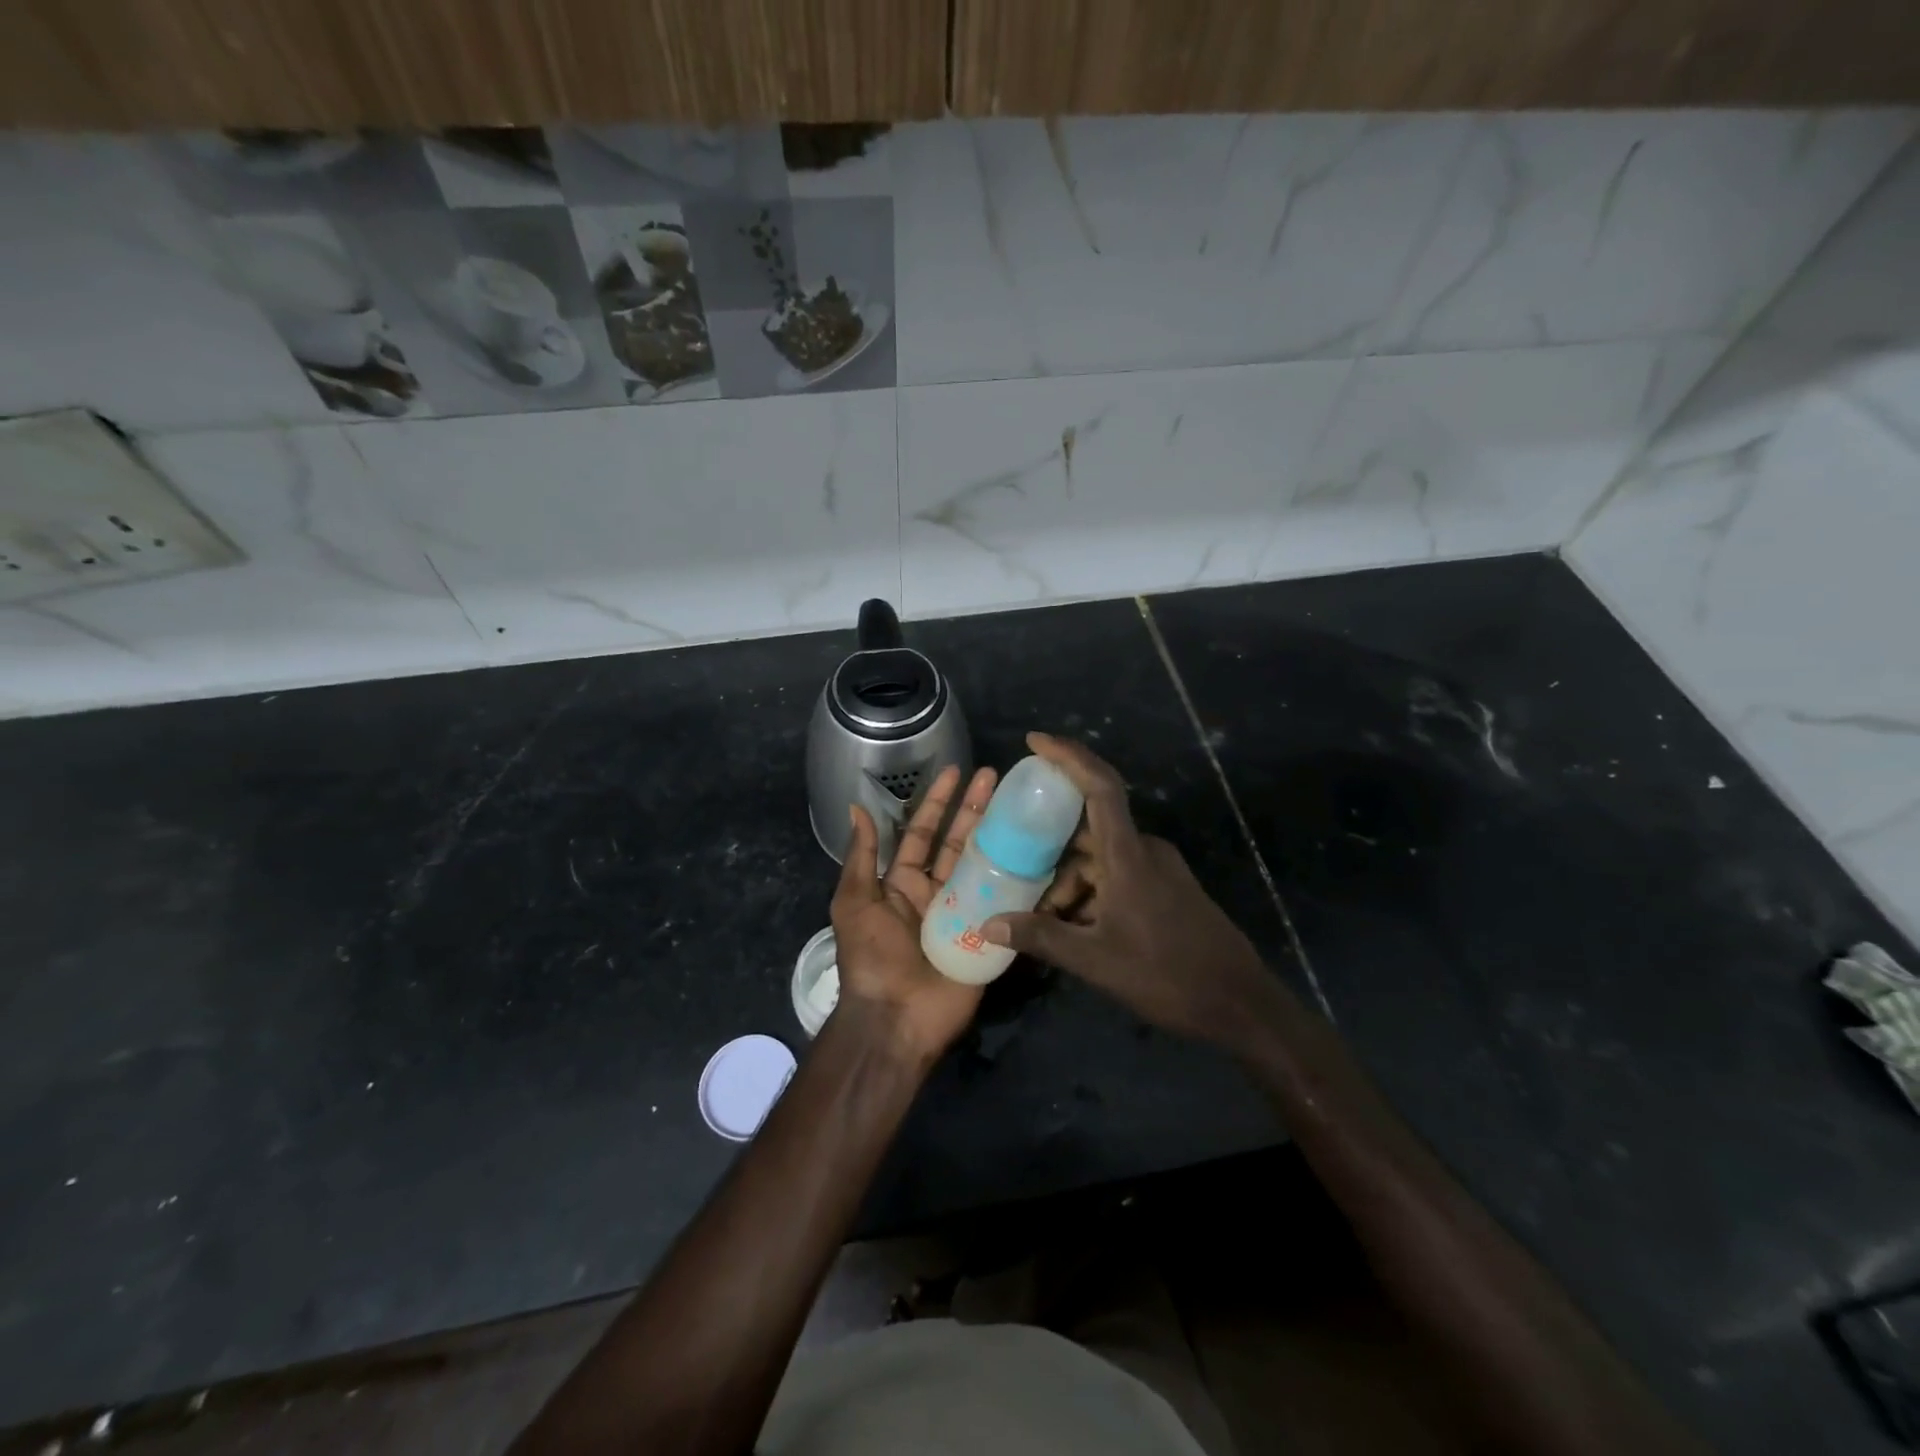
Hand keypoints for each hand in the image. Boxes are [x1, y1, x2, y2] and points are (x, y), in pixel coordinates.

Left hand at [831, 763, 997, 1062]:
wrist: (896, 1019)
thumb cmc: (871, 957)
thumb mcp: (855, 902)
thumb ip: (861, 856)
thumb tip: (857, 807)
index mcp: (904, 883)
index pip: (924, 833)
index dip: (938, 802)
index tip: (956, 772)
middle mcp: (936, 892)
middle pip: (959, 842)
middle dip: (975, 809)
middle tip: (996, 777)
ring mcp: (965, 913)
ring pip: (984, 865)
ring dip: (999, 835)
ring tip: (1019, 804)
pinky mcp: (989, 936)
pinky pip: (1007, 903)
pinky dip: (1022, 880)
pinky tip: (1040, 853)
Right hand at [982, 733, 1281, 1055]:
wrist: (1239, 1004)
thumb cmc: (1166, 975)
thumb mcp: (1095, 960)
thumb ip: (1041, 937)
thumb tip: (989, 924)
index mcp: (1129, 855)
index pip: (1099, 787)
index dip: (1068, 757)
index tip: (1034, 741)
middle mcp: (1145, 851)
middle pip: (1089, 830)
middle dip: (1051, 851)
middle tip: (1015, 868)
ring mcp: (1160, 870)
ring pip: (1102, 859)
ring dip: (1071, 881)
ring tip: (1042, 917)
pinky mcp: (1167, 890)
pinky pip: (1119, 875)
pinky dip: (1092, 891)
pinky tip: (1074, 926)